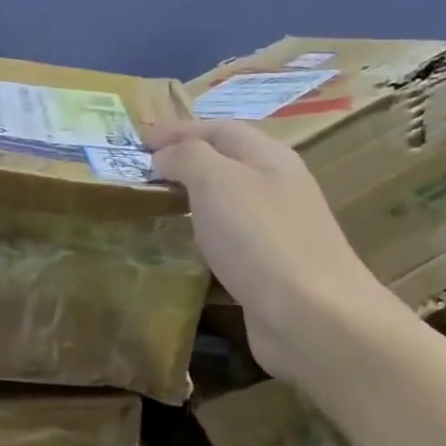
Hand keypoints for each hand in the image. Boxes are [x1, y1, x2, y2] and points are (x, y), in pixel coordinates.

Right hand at [146, 119, 387, 379]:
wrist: (309, 316)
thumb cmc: (259, 237)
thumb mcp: (217, 180)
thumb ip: (187, 157)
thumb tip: (165, 157)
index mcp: (269, 158)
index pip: (219, 129)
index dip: (177, 129)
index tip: (137, 139)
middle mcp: (276, 190)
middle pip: (225, 165)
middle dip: (184, 163)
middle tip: (141, 173)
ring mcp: (274, 234)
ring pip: (225, 207)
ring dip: (191, 203)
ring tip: (152, 208)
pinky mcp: (266, 273)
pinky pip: (226, 246)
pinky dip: (199, 243)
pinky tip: (178, 254)